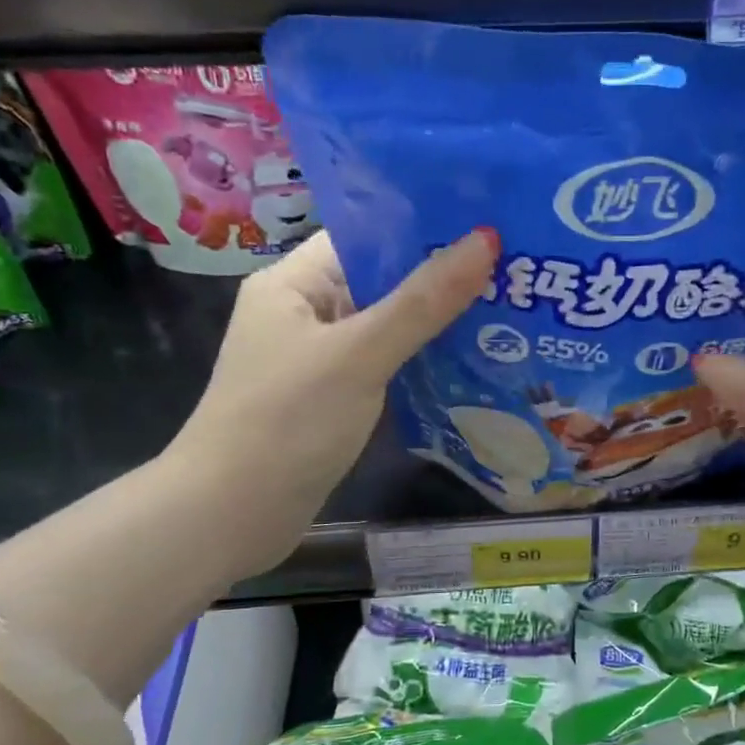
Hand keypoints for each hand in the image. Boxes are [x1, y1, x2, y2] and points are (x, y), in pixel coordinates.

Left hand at [169, 228, 498, 546]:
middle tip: (513, 272)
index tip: (486, 228)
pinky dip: (419, 365)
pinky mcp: (331, 402)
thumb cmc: (287, 421)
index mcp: (293, 283)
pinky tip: (469, 366)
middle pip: (380, 283)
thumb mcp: (359, 354)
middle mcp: (303, 314)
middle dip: (440, 281)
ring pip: (386, 330)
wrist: (231, 516)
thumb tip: (485, 239)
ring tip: (506, 313)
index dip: (422, 229)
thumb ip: (423, 301)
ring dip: (435, 326)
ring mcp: (317, 362)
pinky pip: (383, 369)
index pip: (364, 237)